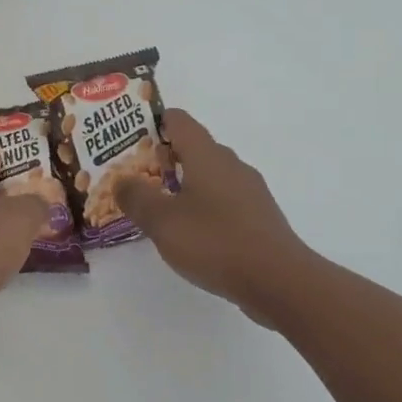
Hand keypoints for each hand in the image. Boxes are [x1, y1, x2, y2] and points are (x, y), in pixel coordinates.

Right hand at [115, 109, 311, 322]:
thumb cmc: (215, 241)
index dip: (153, 123)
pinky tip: (191, 232)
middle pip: (194, 148)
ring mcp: (249, 192)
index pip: (179, 120)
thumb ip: (136, 197)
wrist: (280, 281)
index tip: (129, 138)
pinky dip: (204, 207)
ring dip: (184, 185)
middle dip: (164, 158)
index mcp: (207, 155)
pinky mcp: (259, 218)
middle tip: (136, 176)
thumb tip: (122, 180)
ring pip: (210, 176)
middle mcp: (231, 165)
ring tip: (159, 207)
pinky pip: (224, 201)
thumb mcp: (162, 221)